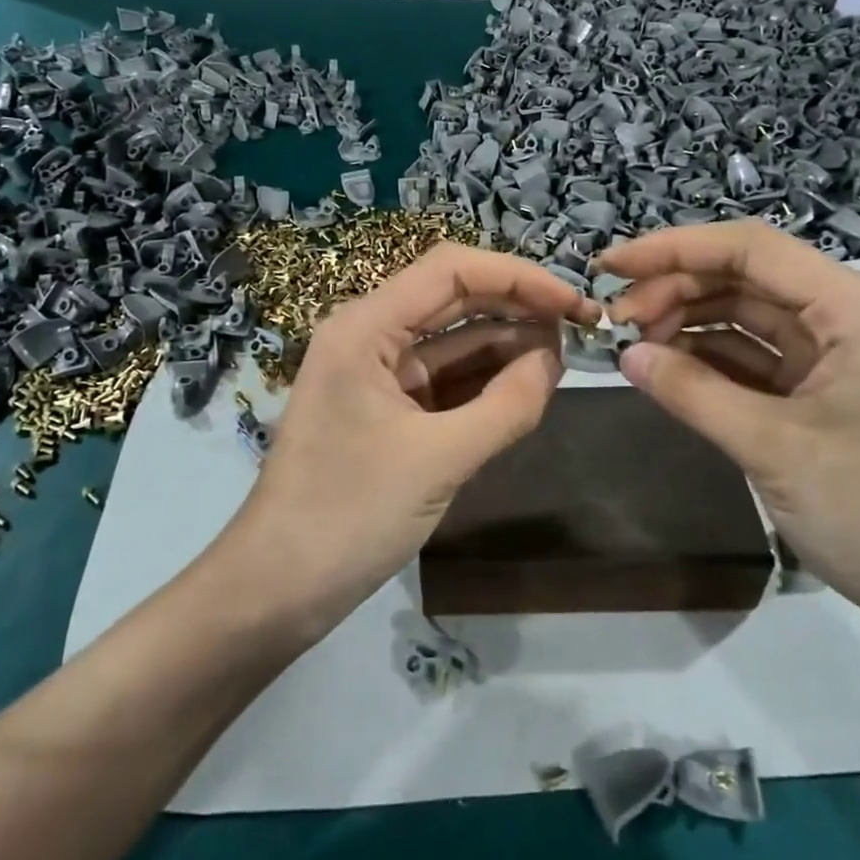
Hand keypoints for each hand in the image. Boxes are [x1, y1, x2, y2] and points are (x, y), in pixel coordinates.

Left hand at [226, 243, 595, 635]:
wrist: (278, 588)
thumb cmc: (349, 514)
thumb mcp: (439, 459)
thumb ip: (507, 405)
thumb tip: (556, 359)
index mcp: (366, 326)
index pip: (452, 271)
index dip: (519, 277)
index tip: (573, 303)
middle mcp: (369, 335)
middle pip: (455, 299)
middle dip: (518, 308)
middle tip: (581, 328)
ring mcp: (377, 374)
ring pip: (453, 341)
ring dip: (507, 345)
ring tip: (565, 357)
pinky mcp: (387, 410)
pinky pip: (445, 380)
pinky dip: (485, 381)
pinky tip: (527, 386)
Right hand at [600, 220, 859, 632]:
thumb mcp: (775, 449)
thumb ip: (693, 393)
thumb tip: (625, 355)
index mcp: (858, 309)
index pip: (752, 250)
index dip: (674, 249)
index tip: (610, 266)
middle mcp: (852, 316)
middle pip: (747, 278)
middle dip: (676, 290)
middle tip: (614, 322)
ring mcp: (840, 354)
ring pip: (748, 315)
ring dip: (688, 323)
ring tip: (632, 344)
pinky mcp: (828, 390)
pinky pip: (758, 357)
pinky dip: (711, 359)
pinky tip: (667, 368)